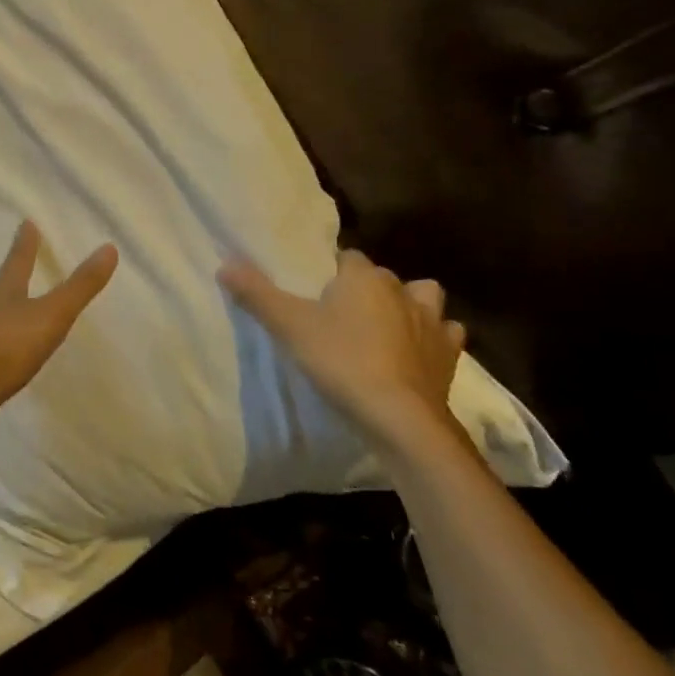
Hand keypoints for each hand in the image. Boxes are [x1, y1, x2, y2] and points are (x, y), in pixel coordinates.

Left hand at [0, 221, 118, 438]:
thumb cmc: (8, 346)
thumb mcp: (52, 315)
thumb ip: (79, 286)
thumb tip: (108, 248)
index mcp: (5, 289)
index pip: (18, 258)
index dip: (26, 241)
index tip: (27, 222)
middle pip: (5, 281)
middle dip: (16, 270)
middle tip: (24, 257)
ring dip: (11, 303)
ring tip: (22, 300)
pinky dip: (8, 336)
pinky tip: (15, 346)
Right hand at [219, 248, 465, 456]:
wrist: (400, 417)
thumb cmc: (341, 362)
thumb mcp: (289, 327)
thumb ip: (257, 293)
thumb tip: (225, 263)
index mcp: (363, 277)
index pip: (346, 258)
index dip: (331, 273)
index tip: (315, 294)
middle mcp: (402, 290)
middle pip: (381, 277)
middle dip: (365, 289)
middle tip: (341, 314)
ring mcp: (432, 322)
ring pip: (423, 298)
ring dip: (409, 305)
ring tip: (386, 326)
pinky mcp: (449, 355)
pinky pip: (446, 334)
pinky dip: (434, 338)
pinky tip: (418, 352)